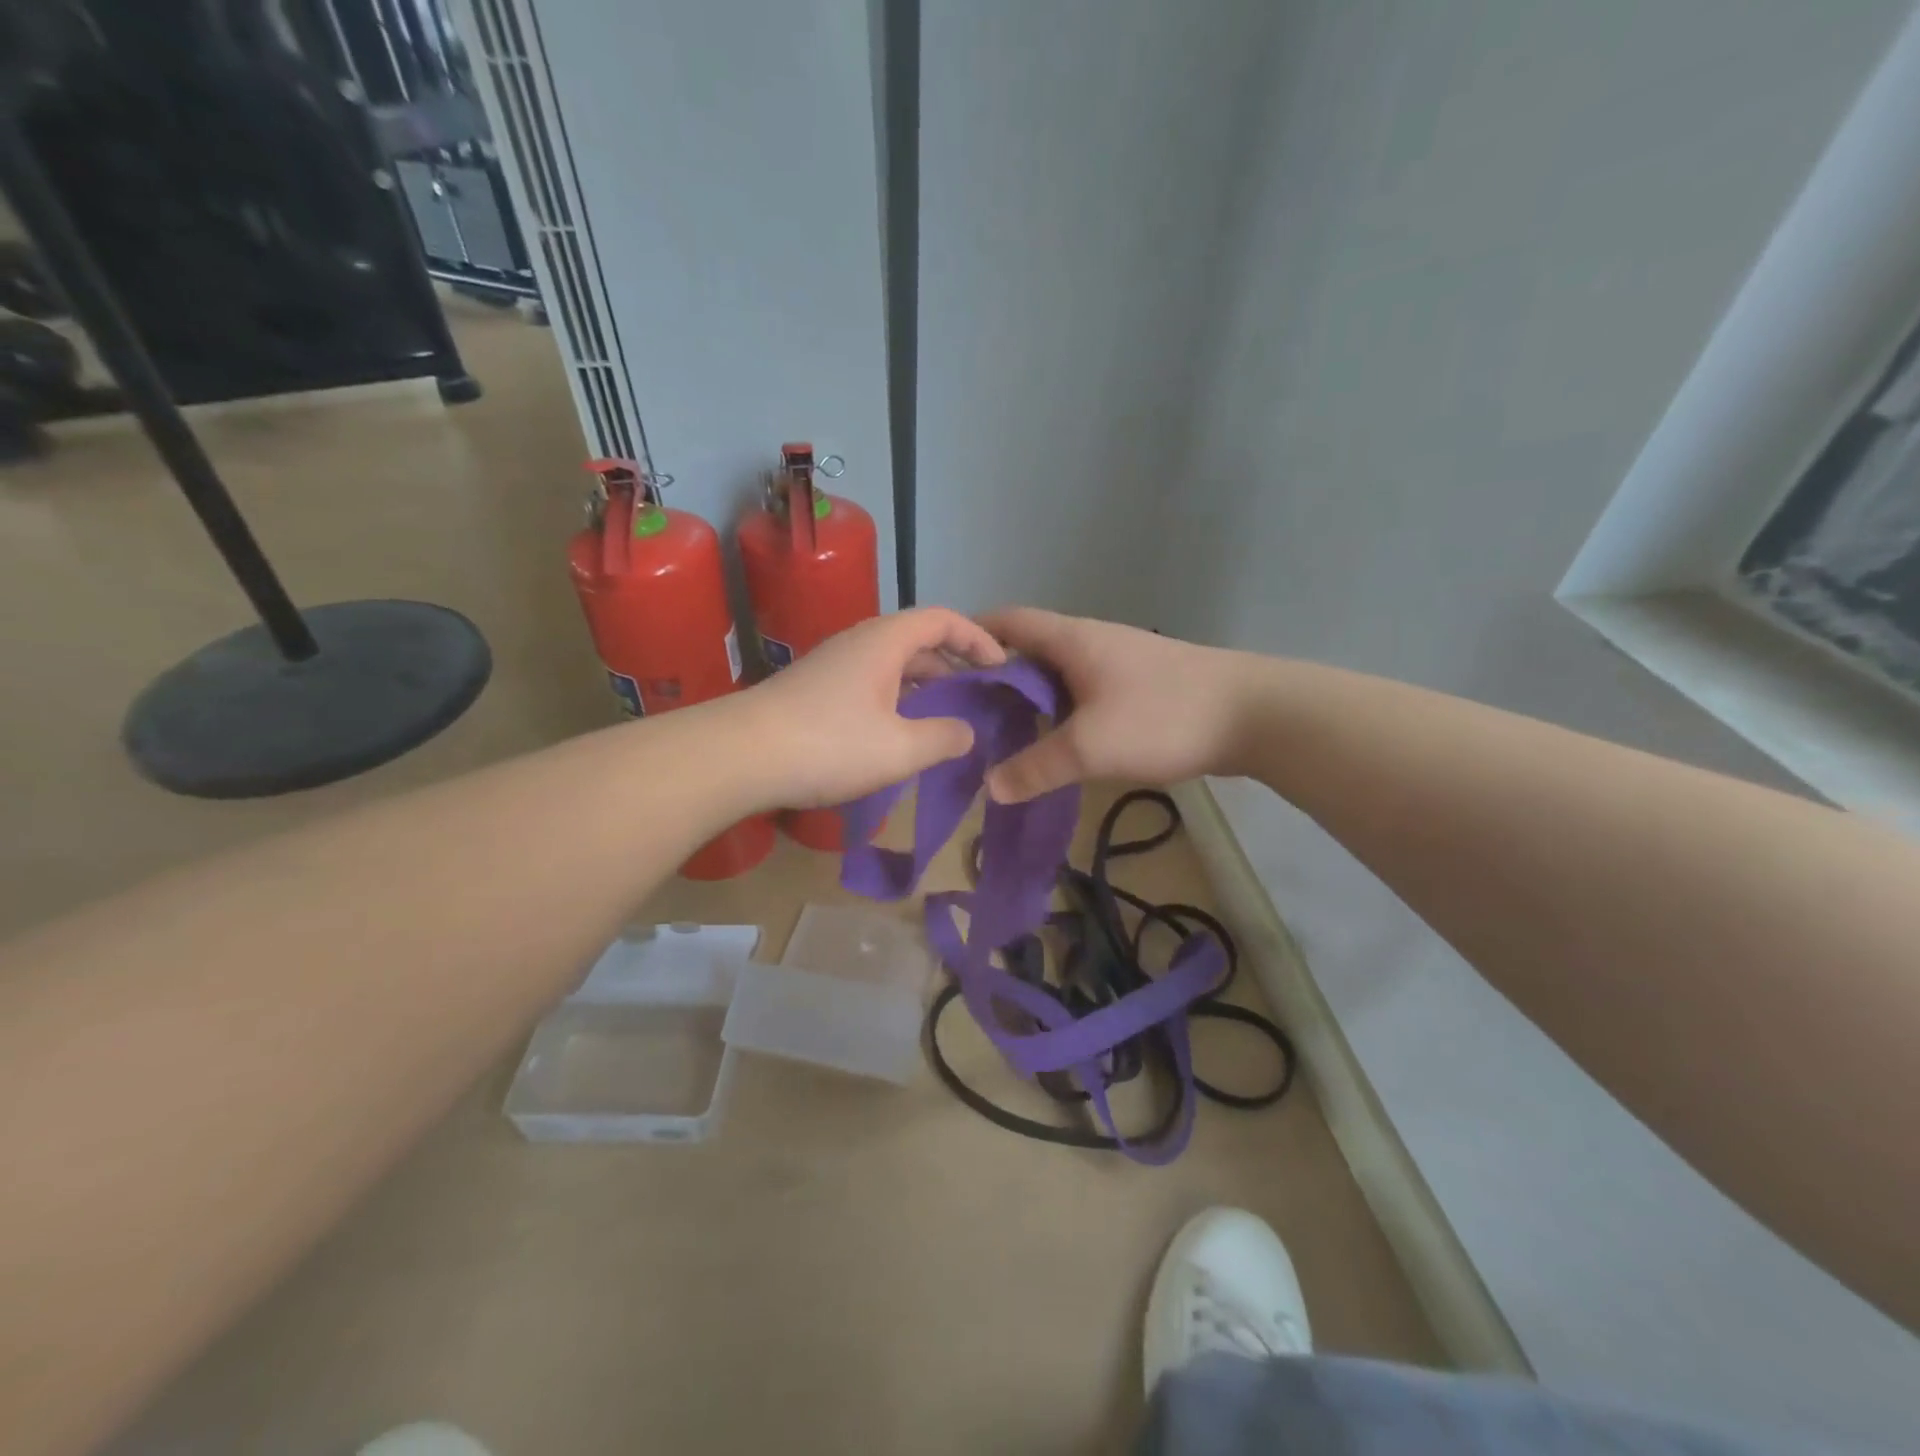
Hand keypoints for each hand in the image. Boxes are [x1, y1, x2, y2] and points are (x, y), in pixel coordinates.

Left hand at [740, 607, 1005, 808]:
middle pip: (918, 639)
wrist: (738, 756)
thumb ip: (944, 738)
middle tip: (980, 696)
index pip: (943, 619)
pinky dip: (897, 698)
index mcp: (886, 641)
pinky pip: (871, 682)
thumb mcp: (900, 749)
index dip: (978, 638)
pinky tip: (900, 732)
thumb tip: (968, 733)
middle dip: (955, 664)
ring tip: (948, 717)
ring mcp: (834, 664)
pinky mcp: (815, 689)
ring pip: (892, 663)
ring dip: (924, 685)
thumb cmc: (828, 745)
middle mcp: (860, 642)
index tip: (1002, 667)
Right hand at [976, 608, 1254, 801]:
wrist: (1254, 714)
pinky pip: (1083, 691)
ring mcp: (1118, 661)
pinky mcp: (1139, 684)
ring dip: (1030, 698)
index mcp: (1071, 639)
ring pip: (1058, 674)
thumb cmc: (1163, 716)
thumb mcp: (1090, 747)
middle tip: (965, 715)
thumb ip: (1036, 767)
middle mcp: (1090, 641)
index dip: (970, 637)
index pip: (1007, 622)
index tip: (941, 669)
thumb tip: (990, 786)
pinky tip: (1056, 743)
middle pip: (1028, 649)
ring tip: (1002, 734)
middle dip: (994, 677)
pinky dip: (1061, 711)